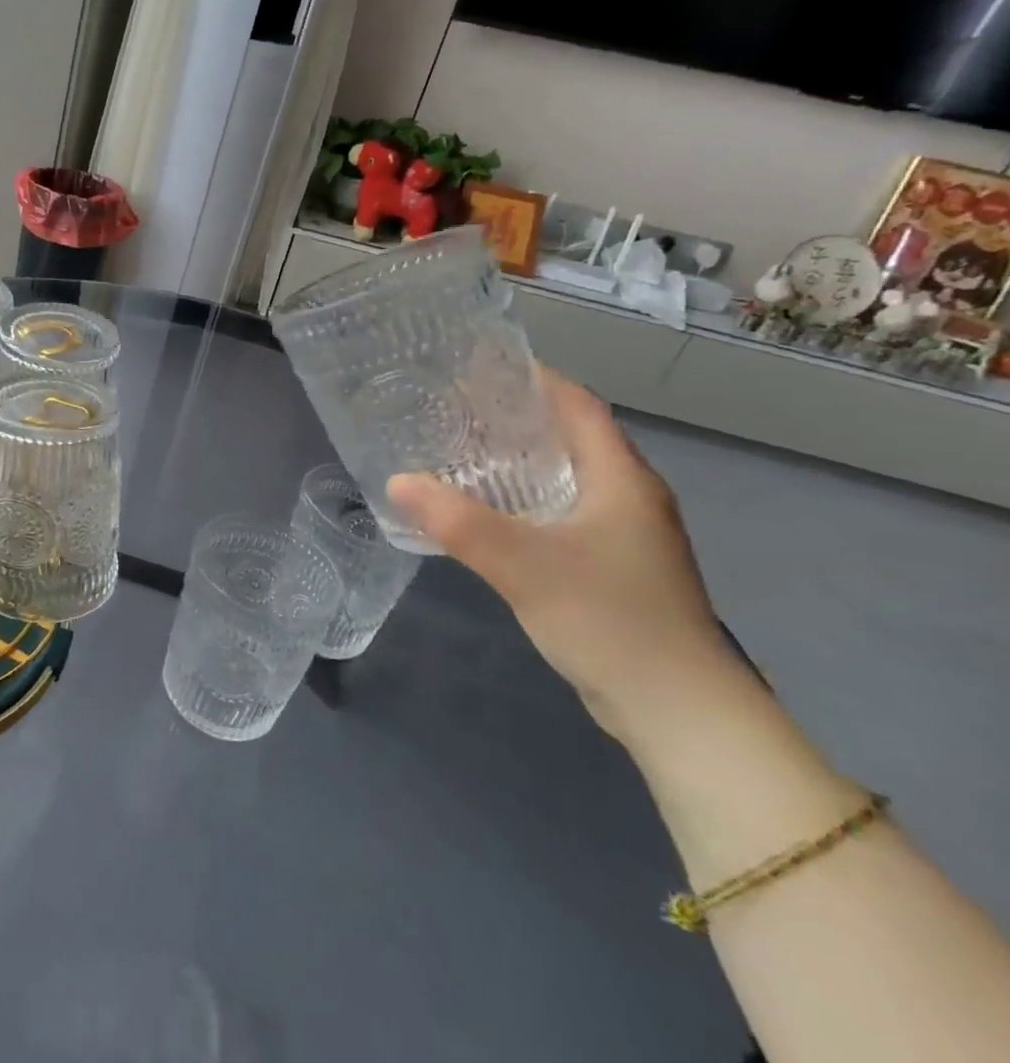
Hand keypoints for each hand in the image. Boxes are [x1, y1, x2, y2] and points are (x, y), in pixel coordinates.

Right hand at [386, 370, 746, 753]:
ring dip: (516, 458)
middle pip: (568, 435)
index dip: (531, 377)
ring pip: (563, 475)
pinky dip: (522, 496)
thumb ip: (458, 521)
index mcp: (620, 478)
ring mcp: (623, 533)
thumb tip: (397, 481)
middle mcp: (627, 496)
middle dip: (513, 415)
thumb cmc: (610, 620)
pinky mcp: (611, 565)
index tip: (476, 365)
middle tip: (451, 406)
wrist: (679, 712)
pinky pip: (560, 510)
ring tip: (458, 450)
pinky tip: (484, 509)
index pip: (577, 404)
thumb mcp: (524, 565)